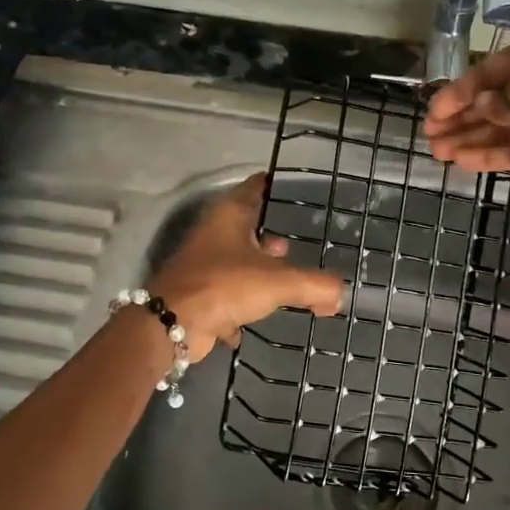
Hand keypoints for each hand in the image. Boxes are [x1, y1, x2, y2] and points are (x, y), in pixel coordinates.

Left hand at [149, 173, 343, 356]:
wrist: (172, 323)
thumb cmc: (225, 285)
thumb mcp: (278, 282)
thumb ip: (314, 285)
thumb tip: (337, 294)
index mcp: (230, 215)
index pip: (255, 187)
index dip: (274, 186)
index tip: (294, 189)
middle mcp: (214, 233)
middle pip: (246, 226)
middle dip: (269, 236)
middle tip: (295, 244)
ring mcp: (203, 264)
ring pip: (236, 261)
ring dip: (257, 270)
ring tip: (283, 282)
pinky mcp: (198, 294)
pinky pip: (227, 294)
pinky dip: (241, 305)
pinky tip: (257, 318)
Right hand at [423, 19, 509, 198]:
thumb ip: (495, 94)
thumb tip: (485, 108)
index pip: (491, 69)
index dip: (459, 90)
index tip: (434, 110)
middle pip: (492, 99)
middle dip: (460, 116)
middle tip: (429, 133)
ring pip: (499, 127)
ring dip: (468, 137)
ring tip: (436, 150)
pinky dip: (487, 154)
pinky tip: (459, 160)